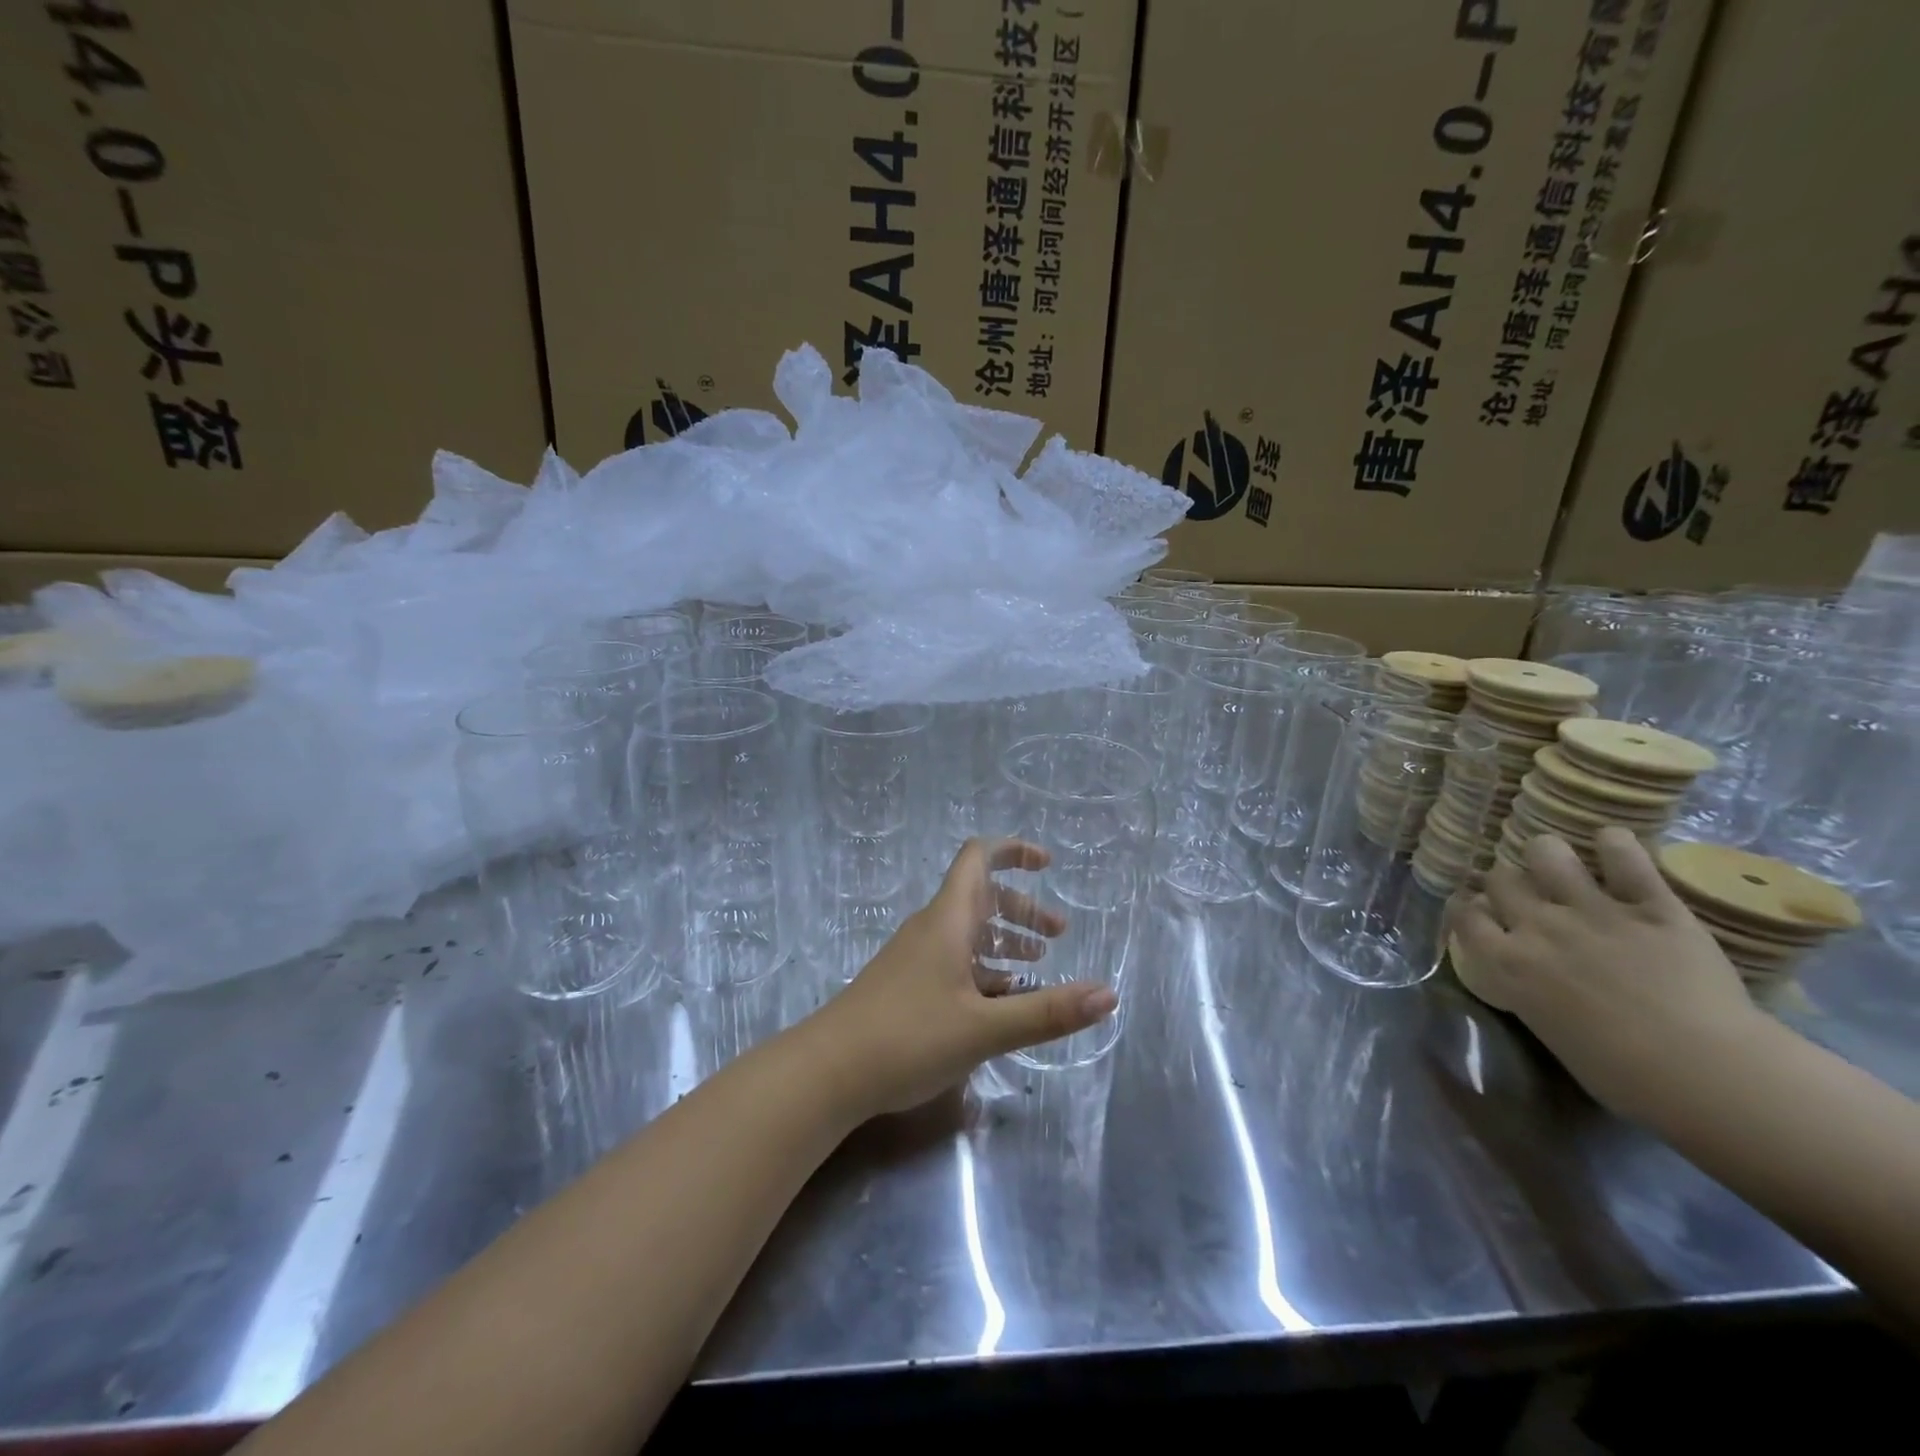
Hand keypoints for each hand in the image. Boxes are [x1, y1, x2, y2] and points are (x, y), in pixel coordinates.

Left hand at [804, 838, 1116, 1118]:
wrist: (828, 1072)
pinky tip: (1000, 1001)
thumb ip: (1047, 1012)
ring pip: (968, 933)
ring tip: (1038, 965)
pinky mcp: (907, 986)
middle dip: (1022, 909)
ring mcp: (916, 957)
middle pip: (981, 897)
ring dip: (1004, 941)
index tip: (1048, 865)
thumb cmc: (907, 1037)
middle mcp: (932, 929)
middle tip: (1058, 934)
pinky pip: (954, 962)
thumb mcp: (984, 1028)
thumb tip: (1109, 994)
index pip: (978, 858)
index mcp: (949, 920)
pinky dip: (984, 970)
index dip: (1014, 851)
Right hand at [1453, 828, 1763, 1121]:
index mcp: (1507, 962)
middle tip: (1525, 893)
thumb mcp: (1549, 1030)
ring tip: (1559, 861)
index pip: (1465, 915)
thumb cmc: (1621, 1075)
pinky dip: (1617, 845)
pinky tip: (1612, 843)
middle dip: (1506, 882)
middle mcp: (1538, 926)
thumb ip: (1530, 990)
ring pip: (1547, 853)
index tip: (1478, 910)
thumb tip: (1532, 976)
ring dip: (1547, 854)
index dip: (1468, 907)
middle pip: (1500, 879)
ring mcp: (1593, 911)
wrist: (1704, 1071)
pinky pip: (1626, 858)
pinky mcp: (1651, 906)